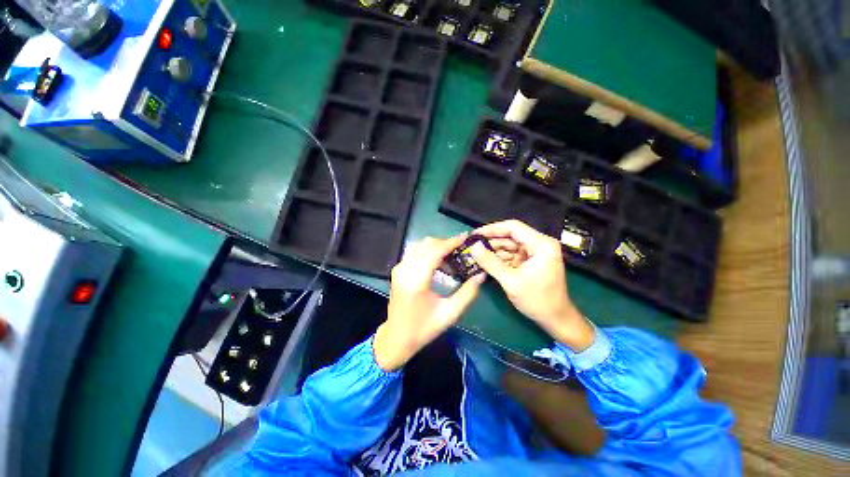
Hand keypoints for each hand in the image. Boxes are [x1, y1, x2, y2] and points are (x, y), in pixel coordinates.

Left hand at [374, 235, 484, 370]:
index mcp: (417, 280)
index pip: (435, 251)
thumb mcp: (450, 314)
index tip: (466, 237)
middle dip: (446, 243)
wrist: (397, 337)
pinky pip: (414, 251)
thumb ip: (468, 293)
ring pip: (420, 245)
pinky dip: (428, 251)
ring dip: (436, 246)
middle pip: (427, 244)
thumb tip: (481, 275)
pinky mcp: (398, 269)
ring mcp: (399, 268)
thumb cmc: (424, 328)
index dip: (451, 242)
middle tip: (461, 251)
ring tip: (451, 257)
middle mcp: (405, 269)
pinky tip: (438, 262)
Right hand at [470, 220, 594, 350]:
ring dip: (493, 252)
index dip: (492, 229)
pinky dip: (499, 260)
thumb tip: (473, 247)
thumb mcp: (511, 281)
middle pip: (510, 237)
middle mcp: (539, 244)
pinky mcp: (530, 262)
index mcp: (541, 244)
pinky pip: (511, 256)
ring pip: (509, 246)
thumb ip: (491, 262)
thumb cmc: (537, 300)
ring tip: (475, 255)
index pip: (513, 227)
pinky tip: (485, 263)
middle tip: (472, 247)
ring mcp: (535, 254)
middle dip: (491, 243)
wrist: (555, 319)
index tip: (475, 234)